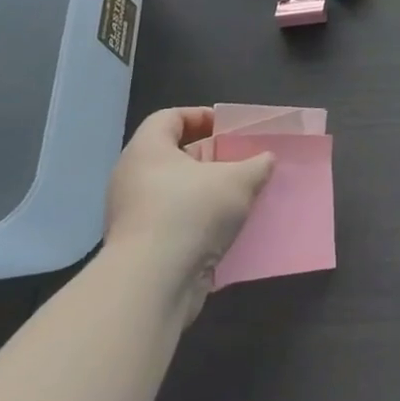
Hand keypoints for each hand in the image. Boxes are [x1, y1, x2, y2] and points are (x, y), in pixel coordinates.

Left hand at [103, 107, 273, 323]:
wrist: (151, 284)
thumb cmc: (191, 213)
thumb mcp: (239, 180)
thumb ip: (257, 164)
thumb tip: (266, 159)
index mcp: (148, 150)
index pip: (170, 117)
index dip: (201, 116)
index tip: (229, 128)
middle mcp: (133, 178)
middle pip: (175, 155)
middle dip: (211, 156)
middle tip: (241, 160)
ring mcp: (133, 215)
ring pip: (176, 191)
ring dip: (207, 191)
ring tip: (241, 195)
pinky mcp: (140, 247)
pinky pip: (174, 222)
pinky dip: (199, 221)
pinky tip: (227, 229)